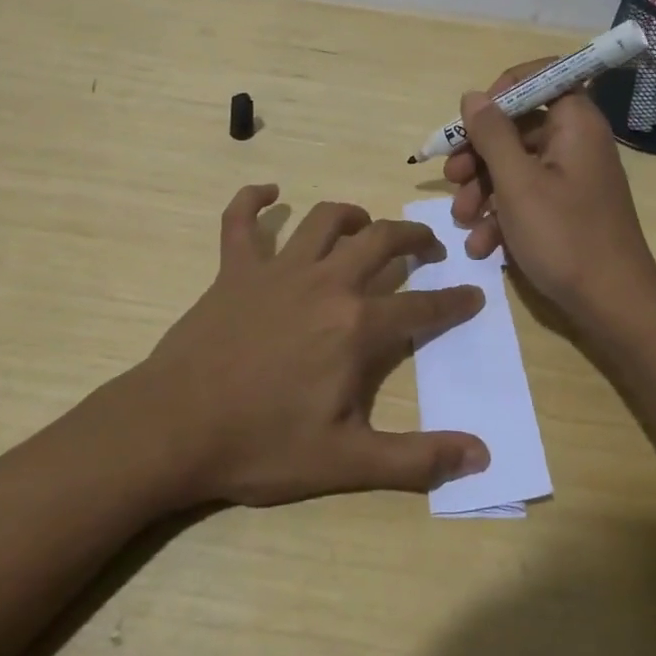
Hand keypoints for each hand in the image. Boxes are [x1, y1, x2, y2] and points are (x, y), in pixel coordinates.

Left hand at [134, 185, 491, 506]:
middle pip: (379, 242)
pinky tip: (268, 192)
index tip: (473, 295)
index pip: (420, 307)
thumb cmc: (262, 444)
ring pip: (322, 220)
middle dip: (411, 237)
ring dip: (350, 214)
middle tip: (427, 245)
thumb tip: (481, 455)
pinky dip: (253, 200)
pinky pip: (241, 220)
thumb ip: (416, 458)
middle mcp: (324, 283)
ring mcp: (276, 270)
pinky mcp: (234, 269)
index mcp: (356, 326)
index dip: (452, 302)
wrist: (174, 428)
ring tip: (364, 223)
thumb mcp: (346, 462)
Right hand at [443, 63, 655, 323]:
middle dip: (479, 153)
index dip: (502, 91)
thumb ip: (492, 134)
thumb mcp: (517, 183)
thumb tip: (474, 95)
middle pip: (518, 126)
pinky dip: (501, 214)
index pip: (541, 77)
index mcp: (574, 123)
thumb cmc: (565, 236)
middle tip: (450, 177)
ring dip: (482, 189)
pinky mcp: (565, 208)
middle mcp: (575, 142)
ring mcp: (571, 177)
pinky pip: (527, 195)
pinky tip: (482, 244)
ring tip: (461, 219)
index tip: (472, 119)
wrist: (613, 305)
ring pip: (516, 165)